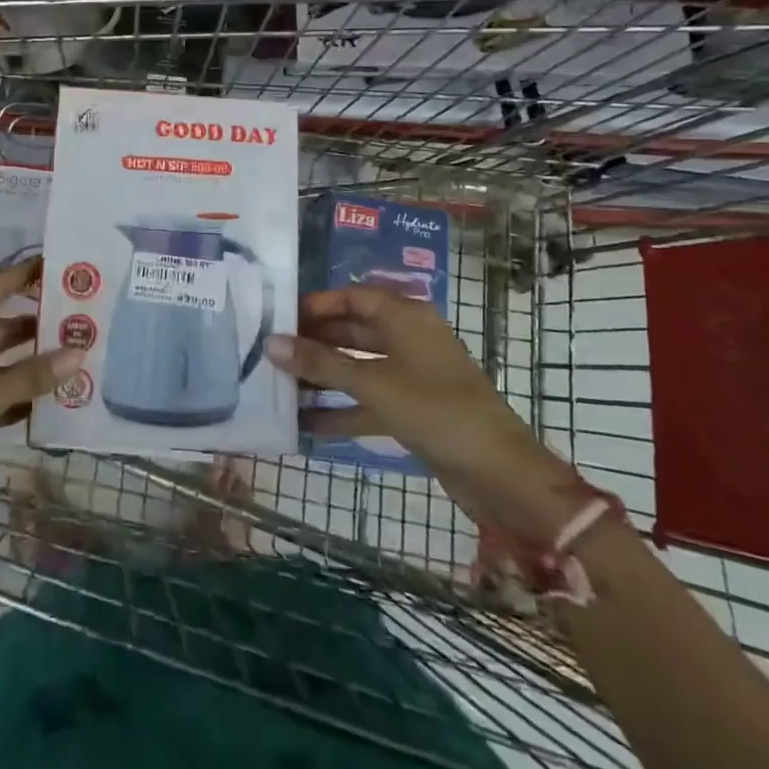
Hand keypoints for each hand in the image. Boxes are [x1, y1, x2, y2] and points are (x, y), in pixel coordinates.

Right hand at [270, 285, 587, 541]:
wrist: (498, 472)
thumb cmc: (435, 409)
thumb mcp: (373, 382)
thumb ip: (320, 363)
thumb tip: (271, 343)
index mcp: (406, 316)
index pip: (353, 296)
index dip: (316, 304)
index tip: (278, 316)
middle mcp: (409, 338)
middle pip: (353, 330)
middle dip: (314, 342)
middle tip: (270, 352)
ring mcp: (412, 375)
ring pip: (358, 367)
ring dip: (323, 377)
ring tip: (278, 386)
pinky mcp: (413, 409)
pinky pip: (368, 400)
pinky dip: (341, 410)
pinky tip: (305, 424)